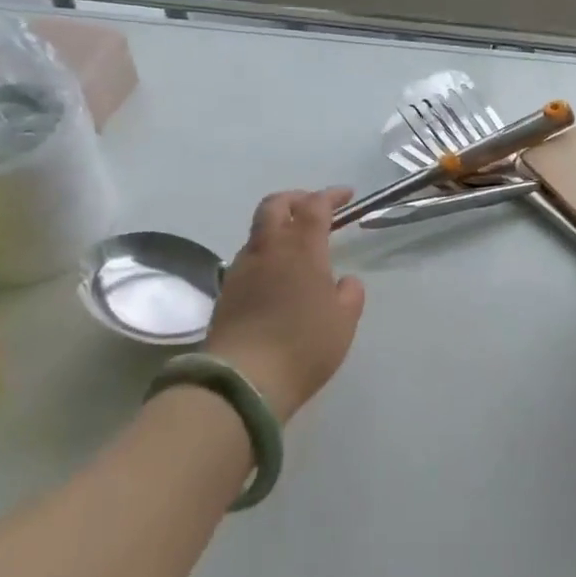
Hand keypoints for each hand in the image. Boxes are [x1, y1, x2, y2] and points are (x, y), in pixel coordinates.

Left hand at [206, 188, 366, 420]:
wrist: (242, 381)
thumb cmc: (304, 345)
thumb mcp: (344, 321)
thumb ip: (349, 294)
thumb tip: (344, 281)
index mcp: (302, 247)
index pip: (315, 205)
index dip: (331, 195)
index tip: (347, 196)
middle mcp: (269, 248)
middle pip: (275, 205)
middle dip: (295, 199)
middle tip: (312, 207)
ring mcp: (242, 269)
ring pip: (258, 232)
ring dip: (277, 228)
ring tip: (295, 247)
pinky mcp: (226, 292)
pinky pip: (248, 260)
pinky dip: (265, 255)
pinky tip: (275, 278)